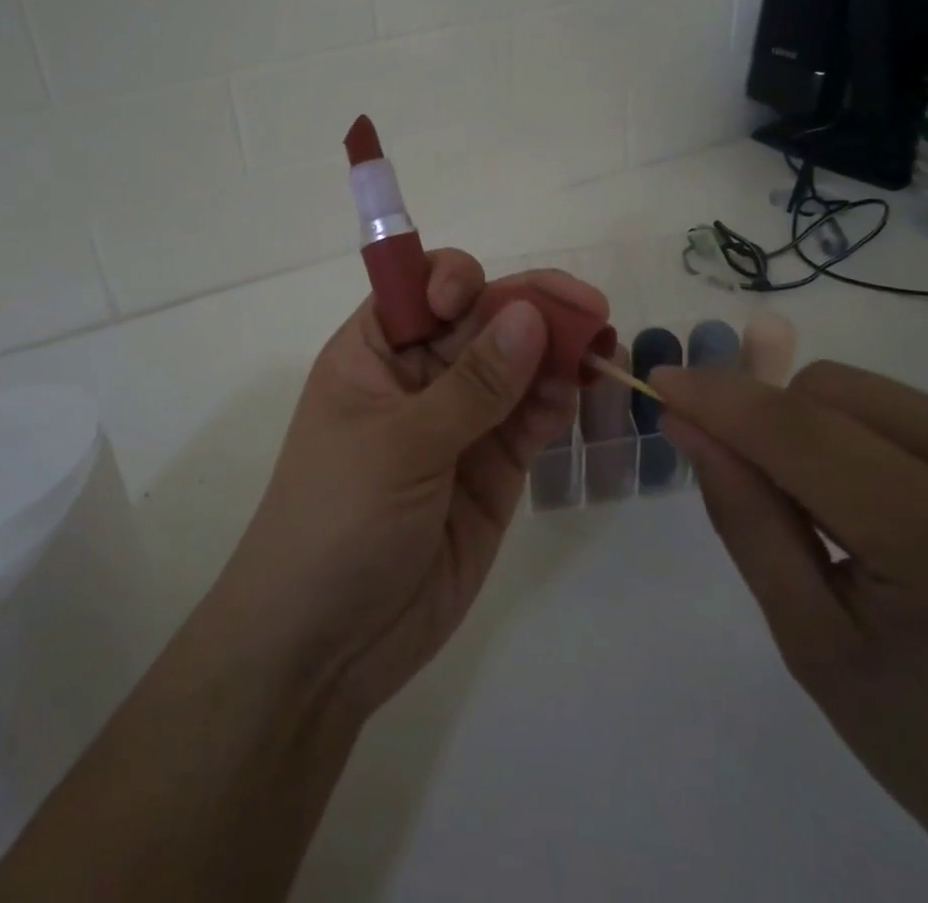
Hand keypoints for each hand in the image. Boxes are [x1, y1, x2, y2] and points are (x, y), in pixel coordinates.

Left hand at [206, 249, 605, 719]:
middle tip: (589, 307)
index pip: (418, 287)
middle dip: (529, 305)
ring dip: (556, 349)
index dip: (452, 281)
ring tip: (601, 342)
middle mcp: (418, 377)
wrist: (326, 646)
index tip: (469, 304)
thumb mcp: (399, 446)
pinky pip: (530, 419)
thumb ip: (472, 386)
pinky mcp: (491, 469)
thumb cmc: (338, 520)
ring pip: (515, 366)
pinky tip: (582, 386)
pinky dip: (556, 399)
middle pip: (480, 319)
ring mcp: (459, 423)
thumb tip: (529, 313)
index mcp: (374, 353)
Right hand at [655, 360, 927, 902]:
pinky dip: (920, 455)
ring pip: (893, 397)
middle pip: (840, 391)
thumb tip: (690, 421)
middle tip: (804, 507)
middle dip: (791, 430)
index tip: (665, 382)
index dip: (720, 397)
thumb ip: (746, 519)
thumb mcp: (817, 649)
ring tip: (890, 527)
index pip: (797, 430)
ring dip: (856, 441)